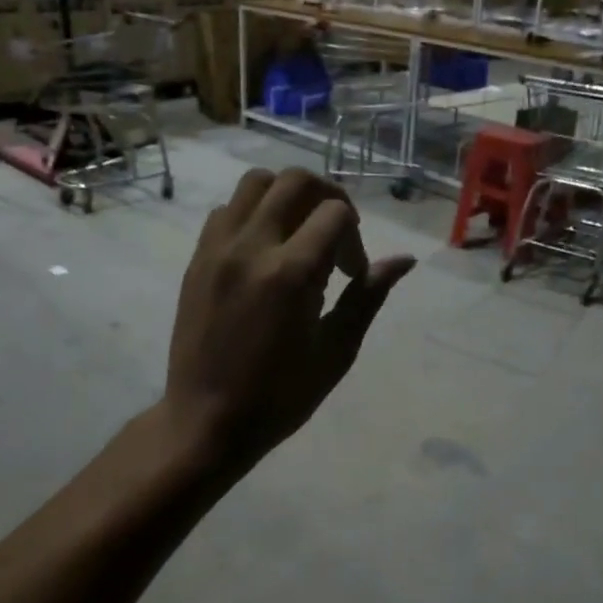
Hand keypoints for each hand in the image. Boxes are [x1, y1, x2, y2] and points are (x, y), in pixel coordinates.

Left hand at [165, 168, 415, 465]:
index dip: (355, 237)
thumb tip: (405, 260)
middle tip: (336, 237)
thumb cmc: (280, 396)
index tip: (352, 274)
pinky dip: (253, 215)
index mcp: (291, 273)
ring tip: (299, 235)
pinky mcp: (196, 260)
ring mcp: (216, 249)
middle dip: (328, 198)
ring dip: (286, 197)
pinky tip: (264, 252)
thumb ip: (368, 297)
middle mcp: (251, 247)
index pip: (335, 212)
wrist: (207, 421)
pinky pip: (227, 211)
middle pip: (295, 181)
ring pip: (255, 184)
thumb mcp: (336, 351)